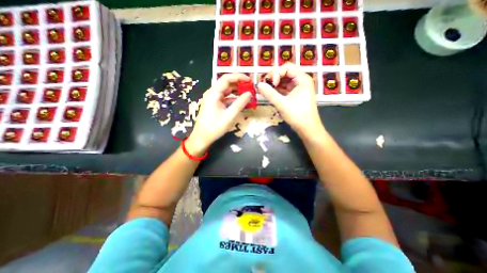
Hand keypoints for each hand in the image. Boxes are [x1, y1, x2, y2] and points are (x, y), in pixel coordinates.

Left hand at [187, 72, 252, 152]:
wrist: (202, 138)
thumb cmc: (214, 128)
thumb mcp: (229, 116)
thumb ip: (239, 104)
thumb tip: (250, 94)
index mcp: (214, 93)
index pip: (226, 79)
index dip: (239, 77)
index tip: (250, 80)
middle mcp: (213, 93)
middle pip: (227, 84)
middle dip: (239, 84)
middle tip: (251, 87)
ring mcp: (213, 99)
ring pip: (227, 91)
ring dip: (237, 91)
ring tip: (248, 94)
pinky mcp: (215, 104)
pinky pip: (226, 98)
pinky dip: (234, 99)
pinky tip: (241, 102)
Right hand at [258, 63, 322, 137]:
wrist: (308, 129)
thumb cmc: (297, 116)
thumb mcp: (282, 104)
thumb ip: (270, 93)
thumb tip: (259, 85)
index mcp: (302, 79)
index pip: (287, 68)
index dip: (276, 73)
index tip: (271, 84)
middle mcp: (301, 81)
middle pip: (285, 73)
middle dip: (274, 78)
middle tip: (264, 85)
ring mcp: (298, 88)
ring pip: (284, 81)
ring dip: (274, 84)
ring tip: (266, 90)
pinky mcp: (295, 95)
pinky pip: (285, 88)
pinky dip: (277, 90)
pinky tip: (270, 93)